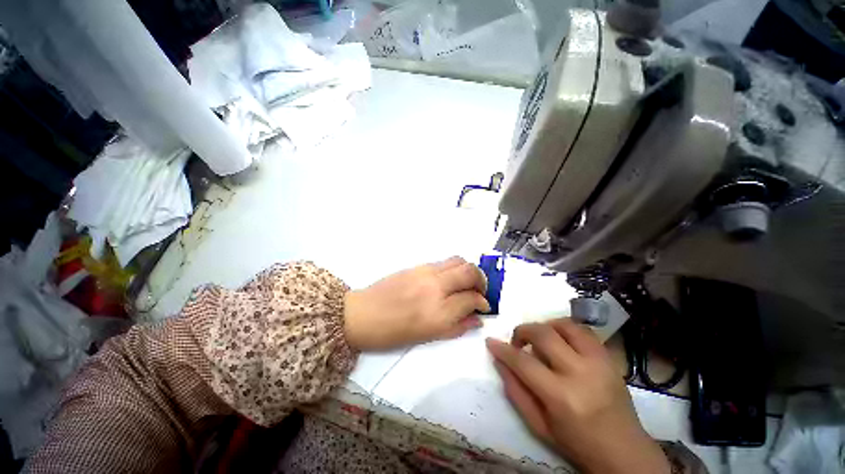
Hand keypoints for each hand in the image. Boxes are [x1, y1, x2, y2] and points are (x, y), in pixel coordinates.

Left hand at [343, 257, 489, 350]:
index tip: (484, 307)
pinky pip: (444, 261)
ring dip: (468, 270)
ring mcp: (426, 272)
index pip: (472, 299)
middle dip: (481, 280)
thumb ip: (457, 327)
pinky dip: (454, 268)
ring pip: (458, 261)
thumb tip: (477, 318)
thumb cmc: (393, 333)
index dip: (483, 303)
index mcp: (439, 312)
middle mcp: (436, 287)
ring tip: (467, 282)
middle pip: (470, 272)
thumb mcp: (428, 337)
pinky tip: (449, 279)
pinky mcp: (418, 265)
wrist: (363, 314)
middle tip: (480, 291)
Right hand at [486, 319, 669, 473]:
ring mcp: (599, 362)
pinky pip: (584, 330)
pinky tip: (560, 340)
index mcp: (562, 397)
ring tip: (539, 338)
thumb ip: (515, 391)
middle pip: (543, 334)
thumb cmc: (577, 443)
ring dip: (545, 326)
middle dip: (522, 331)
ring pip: (565, 325)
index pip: (523, 362)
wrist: (625, 452)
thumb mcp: (538, 425)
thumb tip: (499, 360)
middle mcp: (581, 373)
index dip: (503, 349)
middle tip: (517, 341)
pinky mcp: (610, 359)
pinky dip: (565, 329)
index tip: (491, 342)